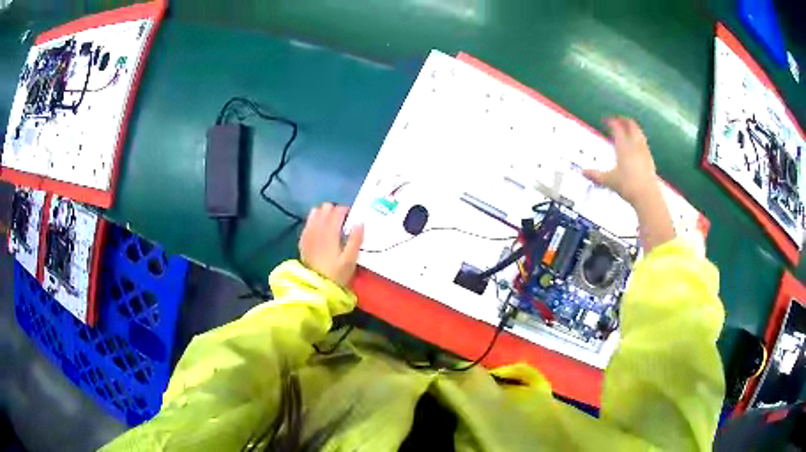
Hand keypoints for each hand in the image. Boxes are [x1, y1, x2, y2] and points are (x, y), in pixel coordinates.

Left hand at [299, 203, 363, 286]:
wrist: (316, 286)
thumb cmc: (336, 274)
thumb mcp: (350, 260)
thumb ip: (355, 240)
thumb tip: (360, 222)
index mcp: (330, 232)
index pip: (338, 210)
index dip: (347, 211)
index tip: (352, 218)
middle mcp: (317, 228)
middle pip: (326, 207)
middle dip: (335, 211)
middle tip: (342, 222)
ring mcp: (308, 233)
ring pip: (315, 212)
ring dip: (324, 214)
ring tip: (331, 225)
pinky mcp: (303, 239)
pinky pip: (308, 222)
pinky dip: (315, 221)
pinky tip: (320, 231)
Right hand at [583, 117, 658, 205]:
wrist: (646, 195)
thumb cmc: (627, 185)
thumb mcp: (609, 180)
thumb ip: (596, 175)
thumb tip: (583, 172)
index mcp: (623, 146)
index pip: (617, 127)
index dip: (611, 122)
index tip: (607, 120)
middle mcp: (634, 145)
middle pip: (631, 125)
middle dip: (625, 121)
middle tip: (620, 120)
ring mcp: (644, 151)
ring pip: (640, 133)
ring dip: (634, 128)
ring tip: (630, 129)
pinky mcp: (650, 159)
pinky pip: (644, 144)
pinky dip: (640, 140)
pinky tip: (638, 146)